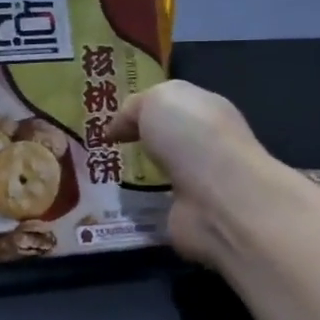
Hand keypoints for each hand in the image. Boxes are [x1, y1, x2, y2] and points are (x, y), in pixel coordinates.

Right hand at [108, 80, 278, 264]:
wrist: (218, 198)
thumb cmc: (190, 136)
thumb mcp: (155, 101)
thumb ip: (134, 108)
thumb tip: (117, 129)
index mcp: (207, 110)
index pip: (174, 106)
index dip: (144, 111)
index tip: (111, 123)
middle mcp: (207, 146)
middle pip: (168, 142)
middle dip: (140, 145)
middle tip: (103, 150)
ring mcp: (200, 185)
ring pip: (161, 176)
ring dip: (137, 179)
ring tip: (102, 178)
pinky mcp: (189, 218)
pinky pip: (156, 208)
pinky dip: (138, 208)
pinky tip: (116, 206)